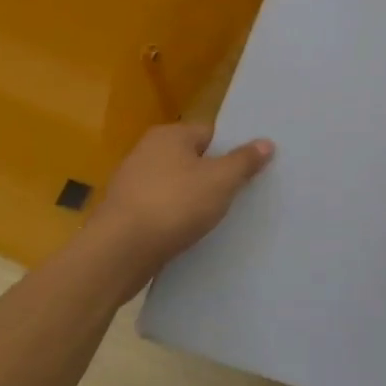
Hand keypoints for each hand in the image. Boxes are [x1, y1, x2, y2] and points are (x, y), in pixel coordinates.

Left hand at [85, 122, 273, 279]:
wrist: (120, 252)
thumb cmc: (174, 204)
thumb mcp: (221, 180)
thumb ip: (244, 161)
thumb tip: (266, 142)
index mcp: (169, 135)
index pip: (211, 134)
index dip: (231, 152)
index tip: (248, 172)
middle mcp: (146, 151)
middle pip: (193, 159)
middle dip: (213, 176)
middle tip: (238, 196)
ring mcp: (132, 182)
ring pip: (177, 185)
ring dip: (193, 199)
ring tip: (216, 218)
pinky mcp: (125, 212)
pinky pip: (161, 207)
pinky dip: (175, 217)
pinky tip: (188, 232)